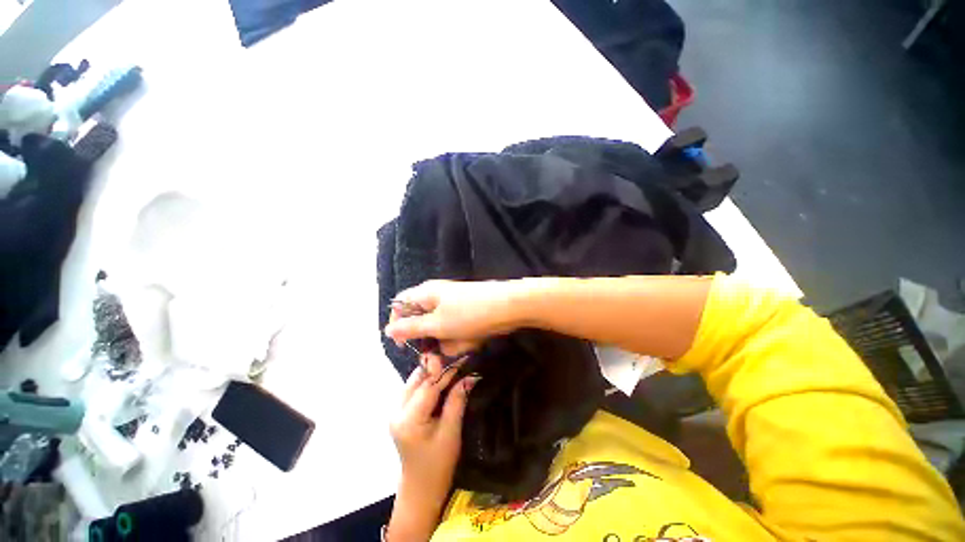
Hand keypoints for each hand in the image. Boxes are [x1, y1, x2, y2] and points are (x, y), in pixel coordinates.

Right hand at [385, 280, 520, 356]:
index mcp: (425, 294)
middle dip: (430, 343)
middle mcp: (437, 298)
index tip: (404, 345)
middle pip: (422, 323)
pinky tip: (474, 340)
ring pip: (441, 332)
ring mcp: (454, 306)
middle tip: (436, 364)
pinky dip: (463, 340)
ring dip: (450, 343)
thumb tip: (388, 329)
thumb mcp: (437, 324)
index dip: (398, 325)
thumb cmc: (469, 314)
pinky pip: (457, 332)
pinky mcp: (467, 314)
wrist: (509, 307)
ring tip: (465, 343)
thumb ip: (411, 328)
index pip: (400, 306)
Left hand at [387, 354, 478, 540]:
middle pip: (417, 378)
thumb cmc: (438, 464)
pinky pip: (414, 388)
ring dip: (433, 374)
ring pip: (414, 381)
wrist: (421, 488)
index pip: (428, 385)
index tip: (463, 360)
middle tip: (458, 362)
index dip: (447, 372)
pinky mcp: (400, 412)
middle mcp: (397, 411)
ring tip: (452, 369)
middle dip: (438, 368)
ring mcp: (395, 411)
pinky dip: (428, 382)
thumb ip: (457, 401)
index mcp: (408, 419)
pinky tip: (441, 381)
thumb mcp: (451, 432)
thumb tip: (469, 376)